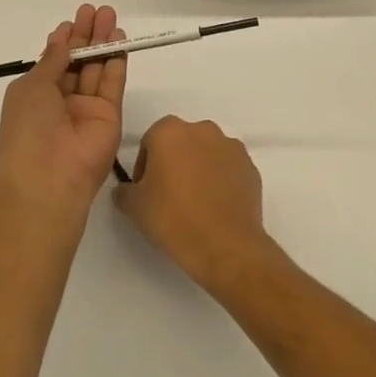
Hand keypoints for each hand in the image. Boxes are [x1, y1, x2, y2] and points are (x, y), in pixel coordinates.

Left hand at [0, 4, 125, 230]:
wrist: (49, 175)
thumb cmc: (28, 127)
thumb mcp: (31, 87)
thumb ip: (52, 61)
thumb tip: (62, 41)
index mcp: (36, 95)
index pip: (54, 62)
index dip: (64, 40)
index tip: (73, 20)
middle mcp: (62, 100)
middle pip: (78, 61)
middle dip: (87, 35)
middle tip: (96, 10)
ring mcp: (87, 108)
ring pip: (97, 68)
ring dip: (103, 42)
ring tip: (110, 15)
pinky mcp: (109, 115)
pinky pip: (113, 83)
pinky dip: (117, 61)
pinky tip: (120, 40)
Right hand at [114, 116, 286, 296]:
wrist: (226, 246)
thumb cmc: (173, 219)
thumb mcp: (133, 207)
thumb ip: (125, 190)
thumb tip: (128, 189)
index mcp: (170, 132)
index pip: (150, 141)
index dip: (144, 166)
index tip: (146, 190)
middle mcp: (203, 130)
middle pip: (180, 142)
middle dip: (173, 162)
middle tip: (168, 195)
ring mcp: (231, 147)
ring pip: (206, 153)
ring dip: (198, 169)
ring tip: (195, 202)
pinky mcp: (251, 167)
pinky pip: (228, 169)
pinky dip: (220, 181)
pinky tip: (215, 207)